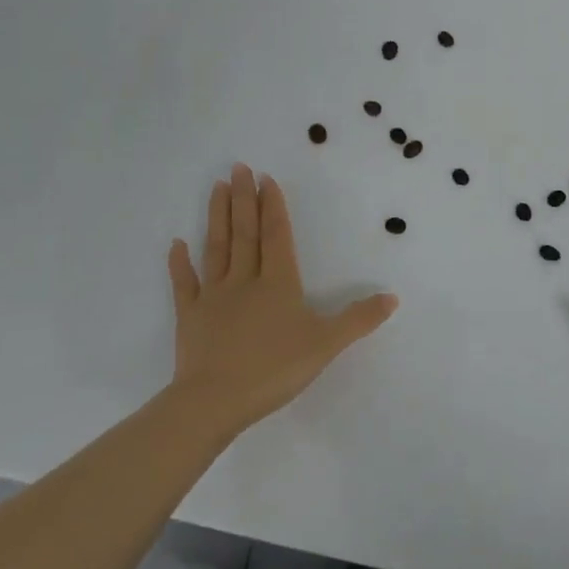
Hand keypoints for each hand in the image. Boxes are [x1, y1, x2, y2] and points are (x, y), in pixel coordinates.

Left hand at [168, 165, 397, 444]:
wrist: (215, 401)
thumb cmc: (274, 369)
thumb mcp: (326, 344)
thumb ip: (359, 319)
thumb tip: (393, 297)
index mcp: (278, 283)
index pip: (276, 235)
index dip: (273, 206)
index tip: (265, 178)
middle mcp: (245, 280)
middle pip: (245, 233)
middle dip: (243, 199)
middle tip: (238, 168)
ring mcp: (214, 297)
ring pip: (217, 248)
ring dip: (217, 217)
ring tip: (216, 187)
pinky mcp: (190, 317)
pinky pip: (184, 284)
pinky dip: (179, 264)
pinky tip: (176, 244)